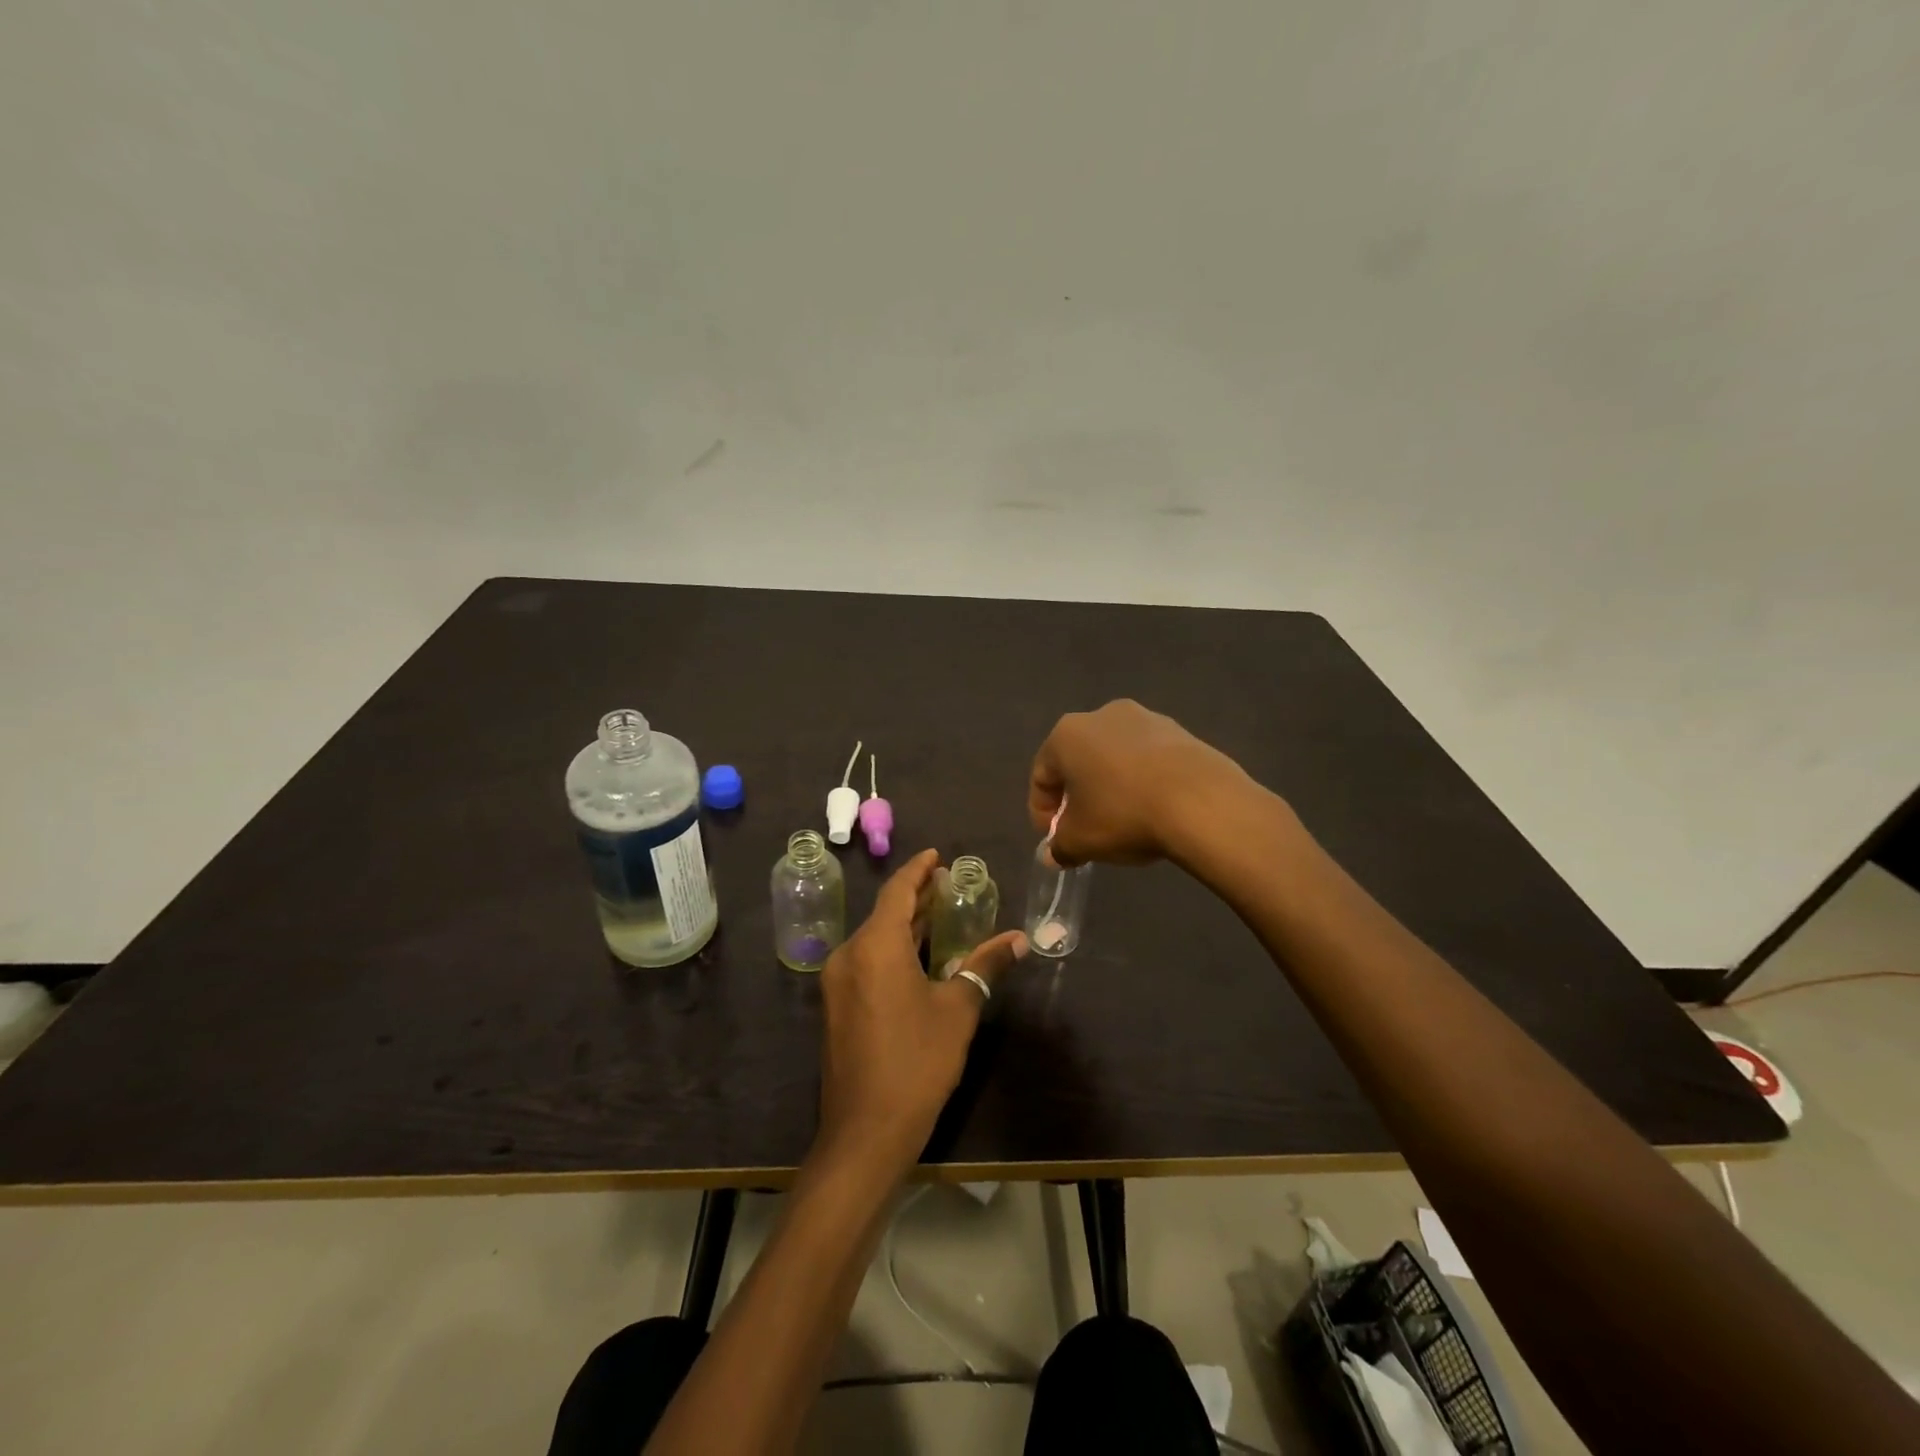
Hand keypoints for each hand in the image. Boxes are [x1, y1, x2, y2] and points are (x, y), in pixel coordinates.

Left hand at [816, 850, 1026, 1176]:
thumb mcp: (958, 1010)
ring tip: (941, 915)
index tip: (938, 856)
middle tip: (950, 886)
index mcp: (875, 946)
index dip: (919, 870)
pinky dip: (893, 950)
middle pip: (885, 913)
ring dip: (906, 925)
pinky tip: (919, 958)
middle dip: (917, 897)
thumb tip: (1018, 939)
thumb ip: (984, 966)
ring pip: (875, 939)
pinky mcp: (837, 1007)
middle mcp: (849, 955)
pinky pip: (867, 962)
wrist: (865, 1133)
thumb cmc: (916, 1063)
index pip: (898, 891)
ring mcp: (838, 983)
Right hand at [1029, 699, 1251, 866]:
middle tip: (1085, 829)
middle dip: (1077, 796)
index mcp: (1067, 735)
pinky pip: (1148, 759)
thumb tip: (1052, 854)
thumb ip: (1059, 846)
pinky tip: (1154, 808)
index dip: (1042, 811)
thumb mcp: (1081, 840)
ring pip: (1114, 757)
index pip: (1041, 775)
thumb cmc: (1124, 814)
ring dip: (1111, 786)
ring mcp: (1145, 718)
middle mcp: (1102, 715)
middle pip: (1078, 761)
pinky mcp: (1180, 731)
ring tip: (1123, 821)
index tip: (1055, 839)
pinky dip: (1143, 781)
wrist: (1202, 801)